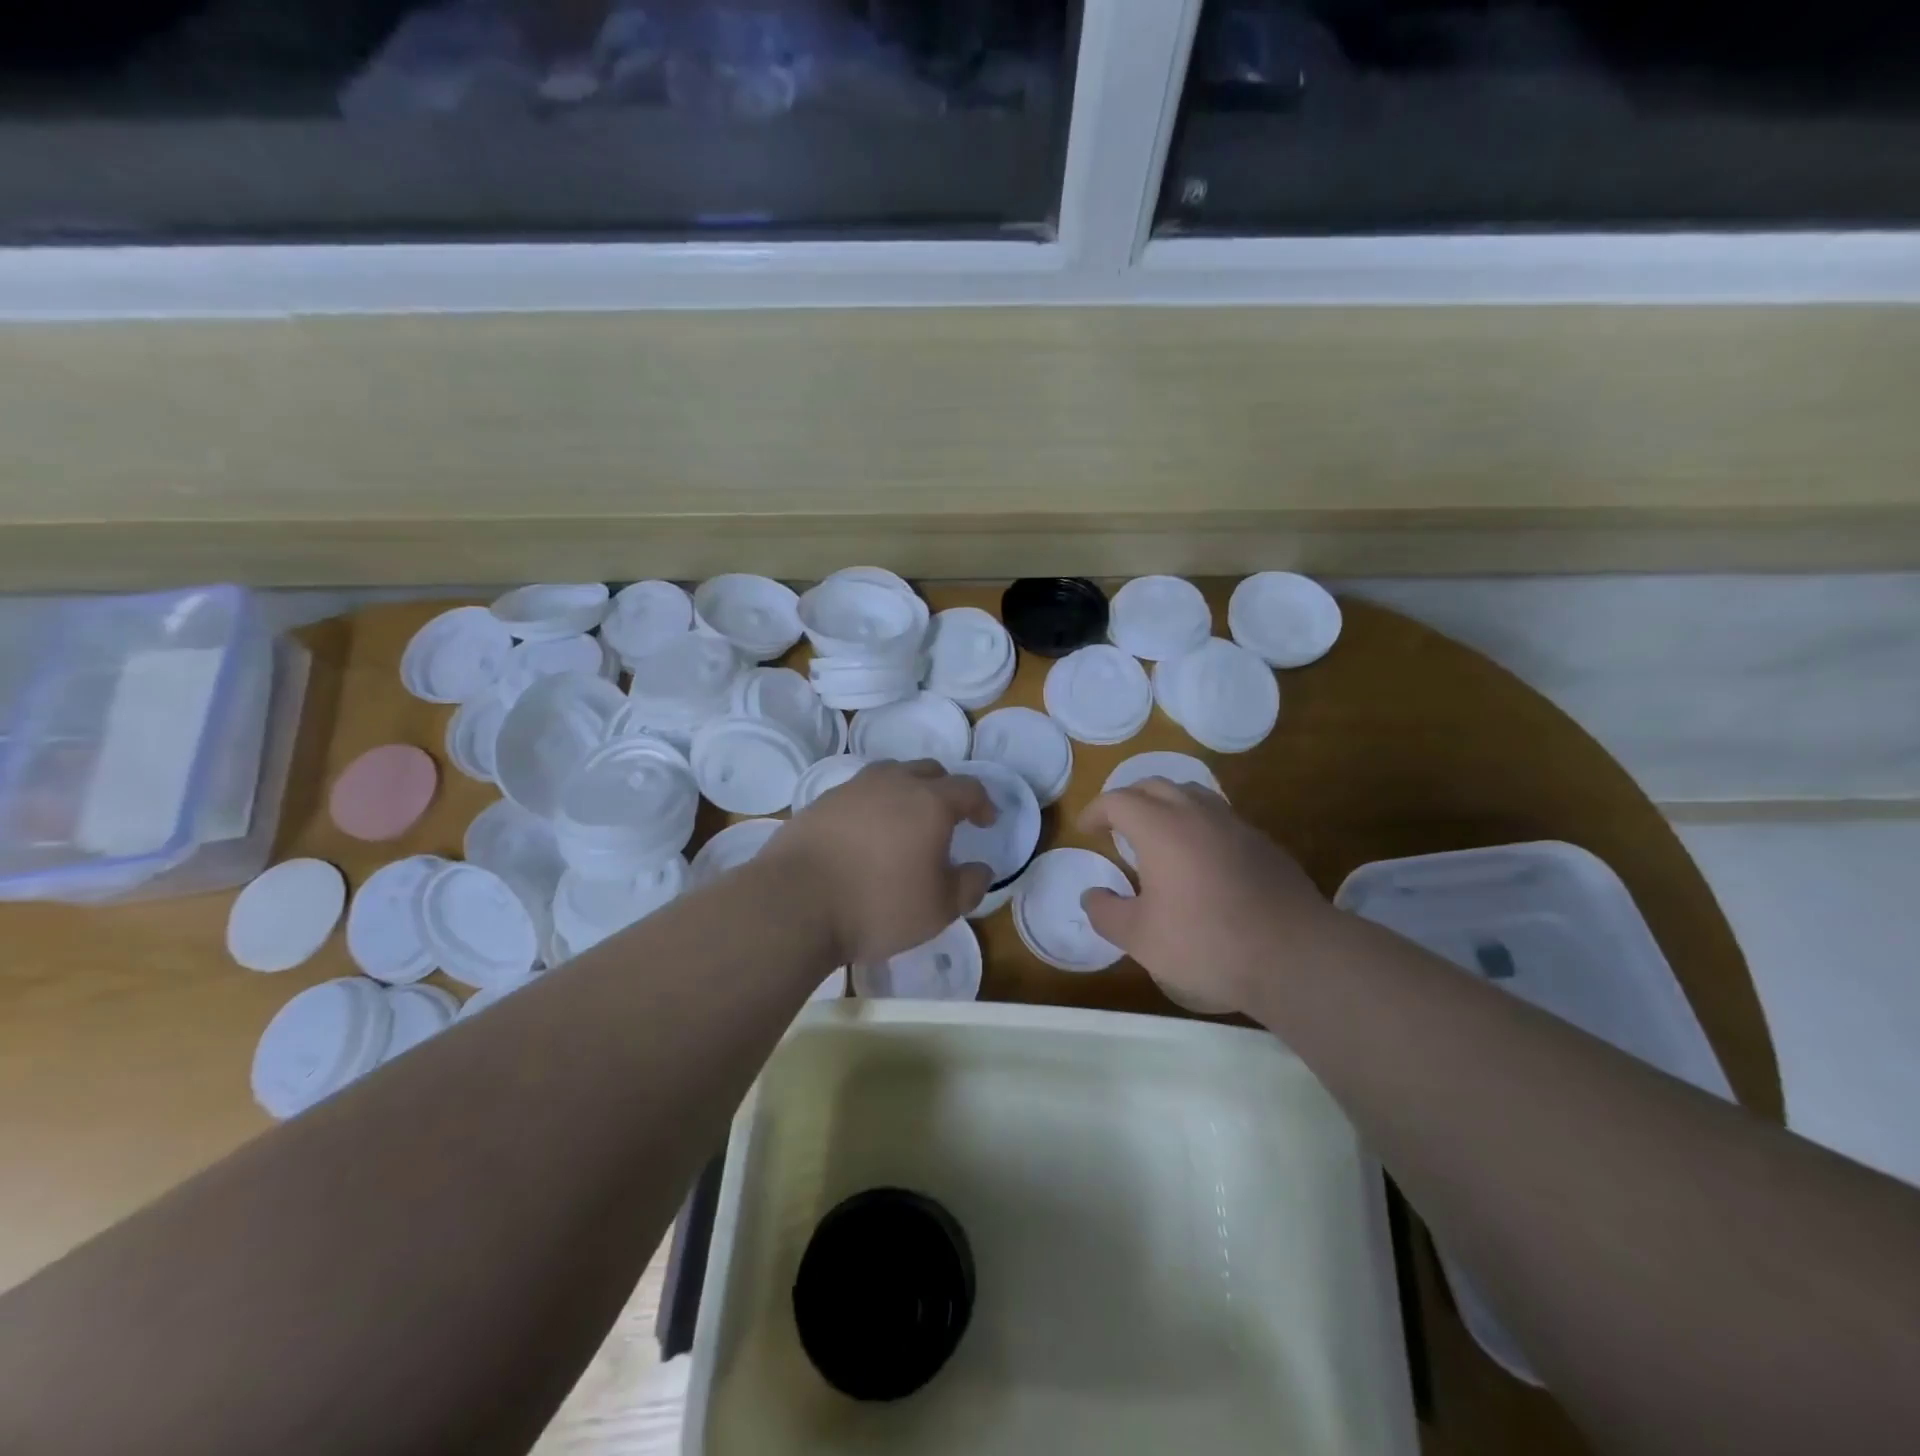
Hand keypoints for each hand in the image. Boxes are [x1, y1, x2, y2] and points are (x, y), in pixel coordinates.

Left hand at [770, 760, 995, 966]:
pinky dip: (871, 805)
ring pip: (890, 774)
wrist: (795, 903)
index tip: (987, 821)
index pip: (968, 788)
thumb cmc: (878, 906)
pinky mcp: (820, 802)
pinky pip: (858, 792)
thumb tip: (980, 869)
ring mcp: (853, 788)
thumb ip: (969, 886)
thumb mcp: (938, 909)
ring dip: (906, 790)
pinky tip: (865, 833)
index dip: (982, 803)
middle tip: (948, 816)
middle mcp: (893, 783)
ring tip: (905, 819)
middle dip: (945, 789)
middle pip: (928, 770)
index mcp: (930, 802)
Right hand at [1078, 780, 1332, 1014]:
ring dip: (1166, 805)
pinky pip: (1220, 818)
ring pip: (1192, 794)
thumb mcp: (1139, 937)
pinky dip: (1198, 824)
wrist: (1294, 954)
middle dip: (1129, 799)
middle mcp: (1196, 813)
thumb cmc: (1206, 942)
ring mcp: (1235, 825)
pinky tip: (1200, 859)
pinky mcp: (1263, 843)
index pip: (1118, 800)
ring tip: (1157, 834)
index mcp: (1160, 827)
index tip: (1086, 830)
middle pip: (1155, 785)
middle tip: (1116, 825)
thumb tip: (1091, 895)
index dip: (1096, 811)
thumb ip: (1106, 913)